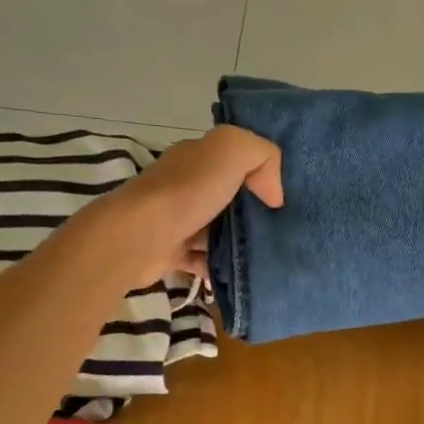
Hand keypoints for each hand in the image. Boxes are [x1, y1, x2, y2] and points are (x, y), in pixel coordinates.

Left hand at [102, 125, 281, 283]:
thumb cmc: (187, 191)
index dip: (262, 173)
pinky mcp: (172, 252)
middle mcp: (186, 185)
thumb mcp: (232, 150)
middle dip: (256, 211)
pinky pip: (206, 259)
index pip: (235, 159)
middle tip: (285, 228)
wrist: (138, 238)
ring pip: (220, 229)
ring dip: (242, 242)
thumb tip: (273, 195)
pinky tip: (244, 273)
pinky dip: (222, 266)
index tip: (284, 197)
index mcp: (198, 157)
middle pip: (230, 196)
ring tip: (272, 254)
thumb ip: (262, 155)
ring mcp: (177, 220)